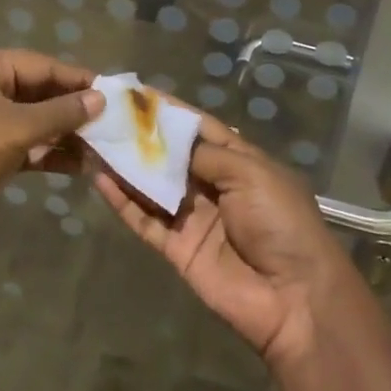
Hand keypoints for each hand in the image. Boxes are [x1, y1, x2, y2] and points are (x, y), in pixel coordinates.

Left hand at [0, 48, 102, 247]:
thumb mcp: (17, 128)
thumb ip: (61, 113)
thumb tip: (100, 98)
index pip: (44, 66)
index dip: (79, 80)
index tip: (115, 93)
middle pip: (41, 93)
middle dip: (75, 110)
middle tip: (114, 123)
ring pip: (36, 121)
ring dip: (66, 135)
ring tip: (104, 147)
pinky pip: (26, 145)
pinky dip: (49, 153)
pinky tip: (80, 166)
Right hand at [95, 115, 358, 371]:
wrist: (295, 299)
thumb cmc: (280, 222)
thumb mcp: (250, 174)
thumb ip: (206, 154)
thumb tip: (169, 141)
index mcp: (239, 161)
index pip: (199, 128)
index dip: (170, 111)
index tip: (136, 92)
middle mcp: (213, 185)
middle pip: (171, 156)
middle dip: (142, 137)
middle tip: (105, 114)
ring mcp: (193, 218)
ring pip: (152, 186)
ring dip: (126, 166)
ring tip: (94, 140)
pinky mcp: (177, 249)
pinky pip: (145, 220)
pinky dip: (123, 202)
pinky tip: (100, 180)